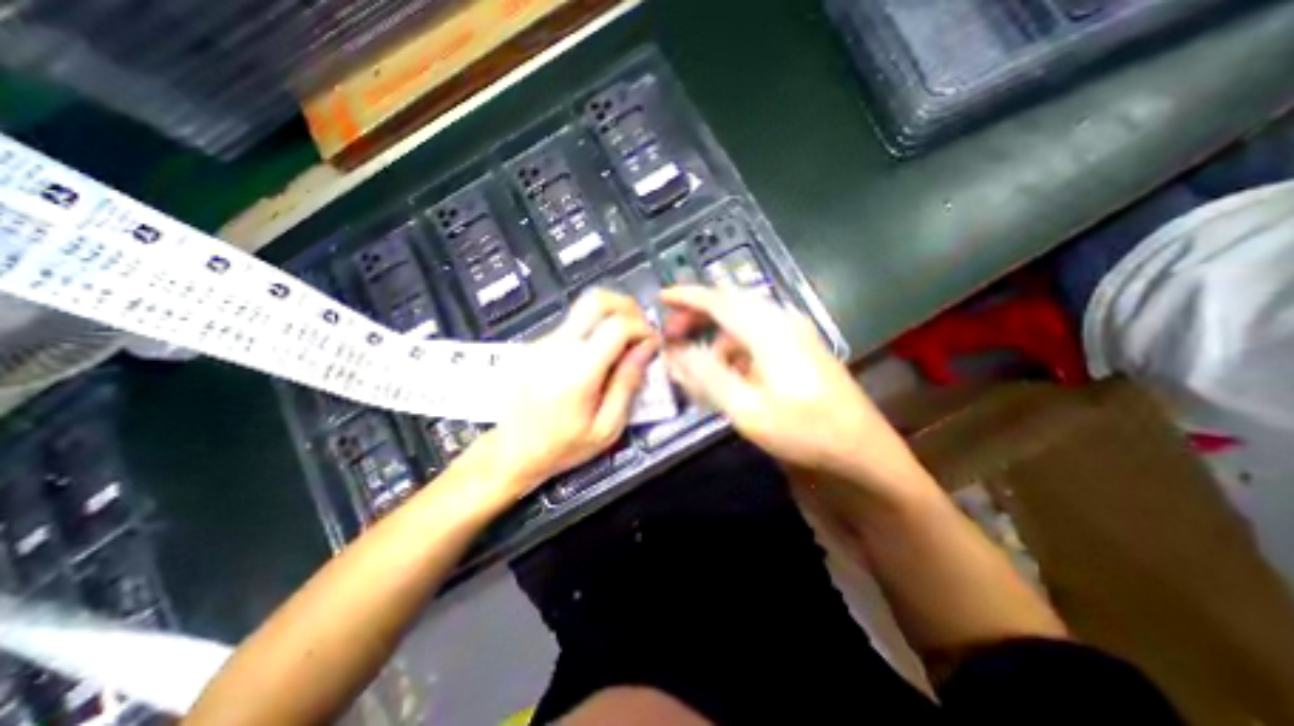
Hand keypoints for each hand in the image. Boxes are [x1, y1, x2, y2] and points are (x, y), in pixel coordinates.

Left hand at [488, 290, 665, 493]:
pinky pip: (572, 326)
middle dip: (627, 306)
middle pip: (596, 299)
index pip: (617, 325)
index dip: (642, 328)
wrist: (511, 451)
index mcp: (578, 370)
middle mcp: (558, 348)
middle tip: (641, 328)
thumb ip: (628, 384)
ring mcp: (543, 343)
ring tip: (623, 345)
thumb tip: (646, 350)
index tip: (651, 343)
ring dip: (610, 318)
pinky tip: (597, 357)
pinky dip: (593, 331)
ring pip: (584, 310)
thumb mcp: (606, 427)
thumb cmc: (560, 446)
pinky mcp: (536, 345)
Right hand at [667, 286, 931, 500]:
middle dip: (696, 316)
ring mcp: (793, 335)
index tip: (660, 298)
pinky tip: (725, 373)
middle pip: (729, 305)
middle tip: (672, 336)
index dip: (687, 296)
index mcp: (770, 329)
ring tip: (694, 363)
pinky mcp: (797, 350)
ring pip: (741, 323)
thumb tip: (676, 351)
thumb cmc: (806, 432)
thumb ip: (708, 376)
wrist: (862, 452)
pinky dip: (731, 350)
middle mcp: (782, 322)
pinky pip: (754, 339)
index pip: (719, 300)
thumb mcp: (748, 410)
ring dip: (713, 336)